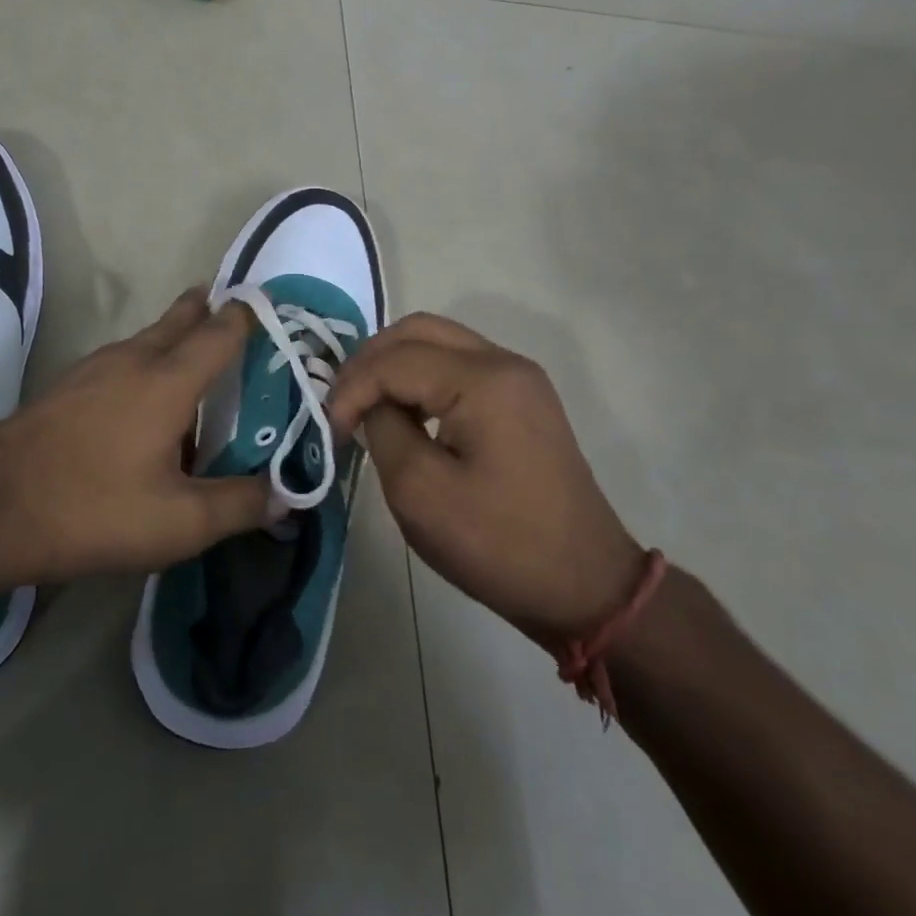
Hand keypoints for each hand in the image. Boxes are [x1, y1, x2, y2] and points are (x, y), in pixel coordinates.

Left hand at [0, 289, 269, 588]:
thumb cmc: (93, 509)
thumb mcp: (180, 522)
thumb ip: (240, 506)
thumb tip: (287, 496)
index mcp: (168, 381)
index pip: (221, 332)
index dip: (249, 316)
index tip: (272, 309)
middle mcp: (132, 360)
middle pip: (180, 319)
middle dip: (208, 310)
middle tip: (234, 312)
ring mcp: (92, 369)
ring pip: (146, 338)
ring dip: (174, 335)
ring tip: (196, 353)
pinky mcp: (65, 387)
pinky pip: (119, 360)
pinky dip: (145, 361)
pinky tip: (142, 396)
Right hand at [327, 314, 644, 644]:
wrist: (584, 585)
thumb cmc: (498, 543)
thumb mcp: (419, 491)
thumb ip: (384, 430)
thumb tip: (373, 406)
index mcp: (483, 380)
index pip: (395, 360)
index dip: (351, 389)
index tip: (331, 431)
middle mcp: (504, 363)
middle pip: (418, 331)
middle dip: (370, 361)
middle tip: (341, 403)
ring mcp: (519, 379)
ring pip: (439, 342)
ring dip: (395, 366)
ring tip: (365, 406)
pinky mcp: (522, 400)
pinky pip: (460, 366)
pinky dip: (422, 379)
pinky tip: (405, 414)